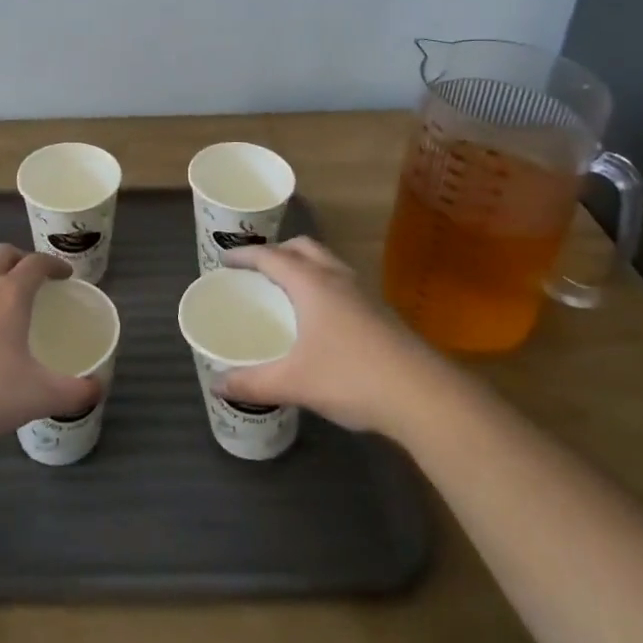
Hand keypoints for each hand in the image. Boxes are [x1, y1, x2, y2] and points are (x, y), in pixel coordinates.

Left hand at [0, 244, 101, 448]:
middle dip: (22, 259)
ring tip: (7, 308)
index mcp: (10, 294)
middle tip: (36, 280)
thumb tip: (99, 388)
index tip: (66, 274)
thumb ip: (75, 392)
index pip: (36, 263)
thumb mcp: (40, 396)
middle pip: (3, 255)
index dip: (54, 264)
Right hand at [219, 237, 430, 432]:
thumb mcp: (294, 382)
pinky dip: (323, 285)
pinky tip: (320, 317)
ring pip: (327, 262)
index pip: (271, 256)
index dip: (245, 255)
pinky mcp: (381, 311)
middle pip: (303, 247)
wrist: (424, 395)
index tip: (224, 259)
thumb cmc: (351, 377)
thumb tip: (218, 386)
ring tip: (287, 289)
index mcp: (311, 283)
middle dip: (277, 251)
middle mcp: (337, 277)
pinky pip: (342, 282)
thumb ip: (253, 382)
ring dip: (304, 265)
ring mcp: (363, 292)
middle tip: (257, 270)